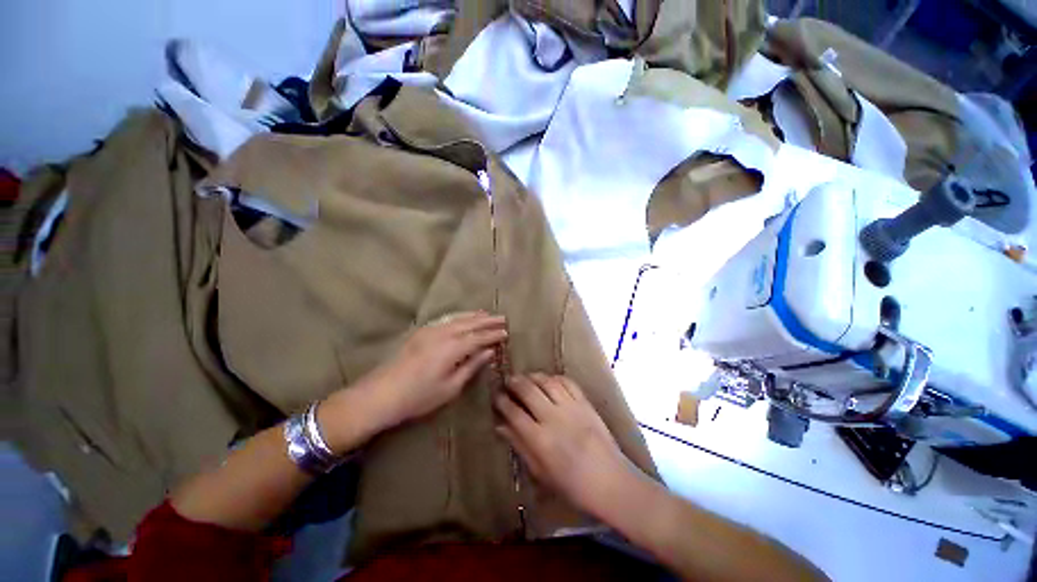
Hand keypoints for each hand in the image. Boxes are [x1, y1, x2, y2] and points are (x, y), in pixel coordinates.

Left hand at [321, 312, 506, 451]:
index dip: (493, 334)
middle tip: (502, 318)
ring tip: (487, 313)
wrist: (380, 394)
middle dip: (487, 320)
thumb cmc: (419, 396)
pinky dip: (459, 316)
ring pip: (458, 318)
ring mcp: (430, 330)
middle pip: (470, 323)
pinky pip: (446, 319)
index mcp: (452, 348)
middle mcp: (443, 333)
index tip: (506, 333)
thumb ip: (471, 366)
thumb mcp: (450, 387)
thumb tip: (488, 352)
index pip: (479, 337)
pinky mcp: (421, 332)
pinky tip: (462, 317)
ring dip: (474, 315)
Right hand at [493, 373, 635, 518]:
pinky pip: (568, 382)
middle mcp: (553, 417)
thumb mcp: (540, 473)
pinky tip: (549, 379)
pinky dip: (556, 377)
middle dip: (515, 382)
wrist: (611, 482)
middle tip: (508, 380)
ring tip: (526, 377)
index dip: (502, 401)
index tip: (496, 396)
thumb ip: (520, 446)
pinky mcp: (585, 403)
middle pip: (528, 391)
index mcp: (540, 439)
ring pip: (547, 382)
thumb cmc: (572, 486)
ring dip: (533, 376)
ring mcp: (571, 407)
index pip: (514, 412)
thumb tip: (500, 426)